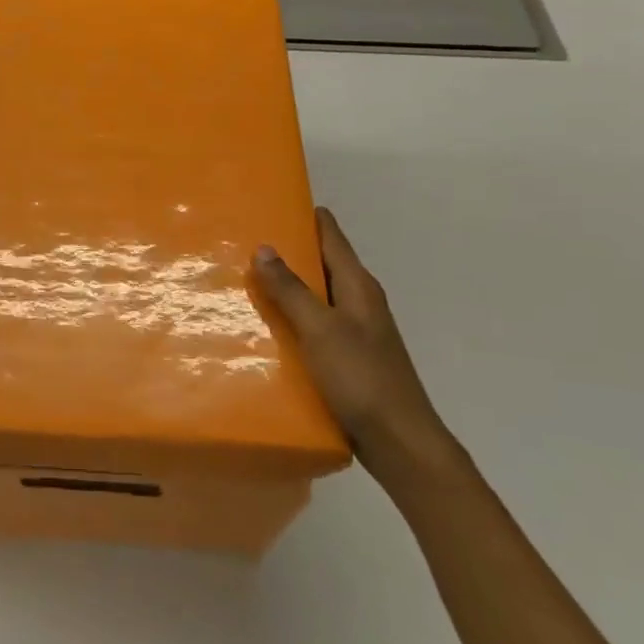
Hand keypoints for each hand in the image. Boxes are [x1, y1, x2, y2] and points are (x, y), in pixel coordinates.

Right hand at [253, 206, 452, 477]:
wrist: (399, 443)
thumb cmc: (361, 378)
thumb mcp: (320, 330)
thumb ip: (291, 289)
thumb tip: (264, 247)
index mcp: (358, 285)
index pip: (331, 235)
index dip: (306, 215)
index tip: (272, 200)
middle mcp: (360, 301)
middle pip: (322, 263)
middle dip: (289, 250)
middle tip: (244, 239)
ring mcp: (356, 330)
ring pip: (317, 295)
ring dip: (288, 285)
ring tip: (247, 278)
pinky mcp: (349, 357)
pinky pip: (315, 324)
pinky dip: (293, 316)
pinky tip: (268, 327)